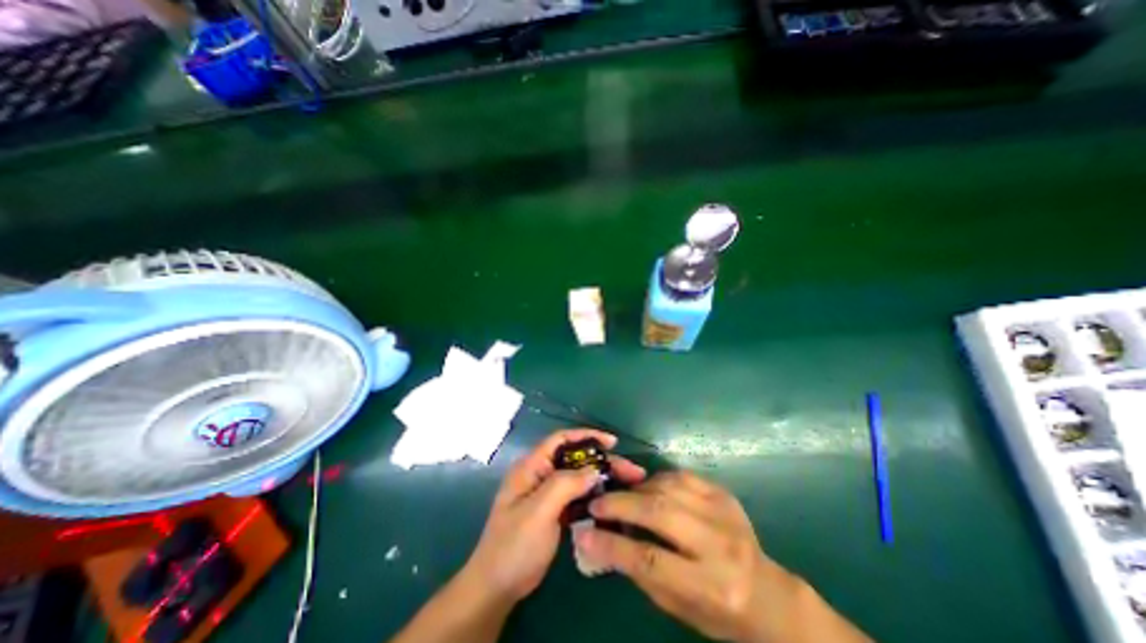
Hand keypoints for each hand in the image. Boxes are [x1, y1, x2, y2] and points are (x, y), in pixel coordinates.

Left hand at [463, 430, 642, 606]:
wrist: (497, 588)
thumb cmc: (514, 545)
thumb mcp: (538, 511)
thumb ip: (565, 485)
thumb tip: (595, 469)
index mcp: (532, 466)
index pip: (561, 439)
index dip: (586, 436)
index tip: (613, 442)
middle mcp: (540, 474)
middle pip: (575, 458)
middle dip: (601, 461)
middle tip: (630, 470)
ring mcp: (547, 493)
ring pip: (579, 477)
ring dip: (601, 478)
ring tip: (628, 484)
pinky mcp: (554, 510)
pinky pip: (578, 496)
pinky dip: (594, 495)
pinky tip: (611, 501)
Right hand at [578, 468, 807, 642]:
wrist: (768, 593)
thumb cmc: (718, 611)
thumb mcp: (678, 607)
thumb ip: (641, 572)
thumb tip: (602, 541)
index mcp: (710, 586)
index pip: (650, 560)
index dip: (612, 545)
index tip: (585, 533)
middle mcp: (719, 545)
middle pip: (659, 512)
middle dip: (620, 504)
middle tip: (597, 503)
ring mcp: (723, 512)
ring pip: (668, 487)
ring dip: (637, 489)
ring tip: (622, 496)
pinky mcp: (723, 493)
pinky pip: (681, 475)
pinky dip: (658, 479)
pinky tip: (648, 487)